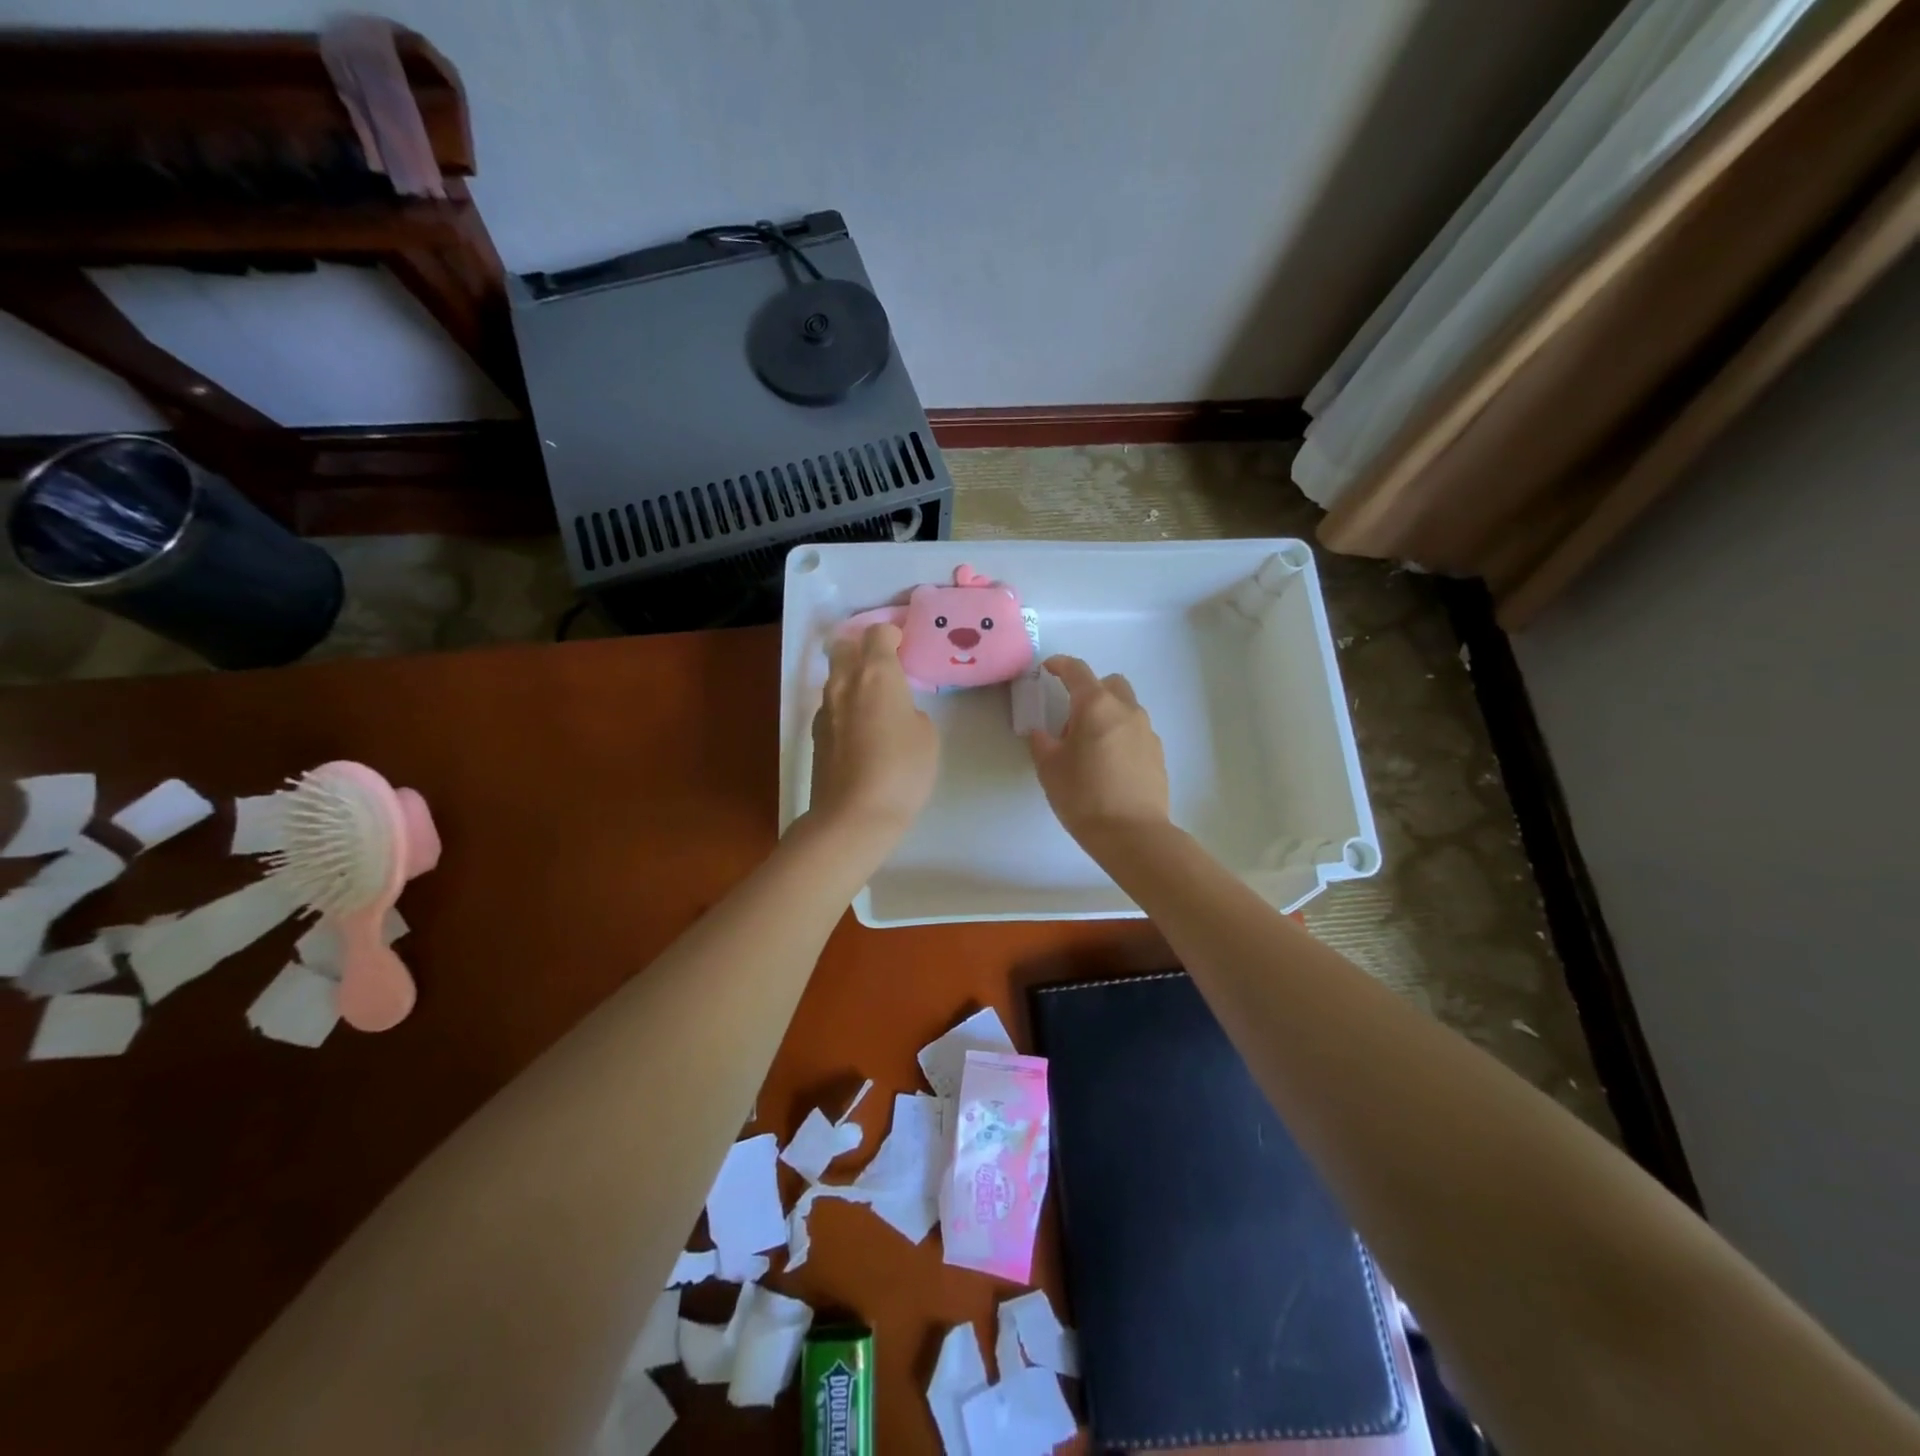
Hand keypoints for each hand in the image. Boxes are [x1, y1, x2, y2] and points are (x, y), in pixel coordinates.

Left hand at [809, 624, 938, 842]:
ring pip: (836, 678)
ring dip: (852, 679)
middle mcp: (845, 682)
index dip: (892, 635)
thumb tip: (895, 713)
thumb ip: (911, 711)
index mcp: (876, 674)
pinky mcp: (815, 734)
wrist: (854, 815)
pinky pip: (831, 707)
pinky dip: (845, 708)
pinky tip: (860, 733)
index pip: (878, 633)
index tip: (904, 647)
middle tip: (885, 668)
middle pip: (846, 647)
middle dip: (863, 649)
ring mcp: (825, 708)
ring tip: (874, 703)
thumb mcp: (927, 736)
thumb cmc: (902, 770)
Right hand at [1029, 655, 1169, 844]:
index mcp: (1096, 706)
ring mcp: (1146, 731)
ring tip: (1089, 746)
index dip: (1060, 665)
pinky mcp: (1157, 753)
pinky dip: (1120, 735)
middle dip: (1089, 690)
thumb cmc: (1083, 796)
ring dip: (1106, 714)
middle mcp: (1126, 710)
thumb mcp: (1049, 769)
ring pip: (1125, 708)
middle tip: (1071, 718)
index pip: (1077, 671)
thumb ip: (1042, 743)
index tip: (1048, 669)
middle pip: (1109, 684)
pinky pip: (1135, 731)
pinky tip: (1109, 764)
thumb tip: (1041, 733)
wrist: (1133, 834)